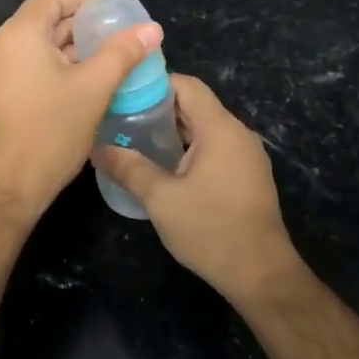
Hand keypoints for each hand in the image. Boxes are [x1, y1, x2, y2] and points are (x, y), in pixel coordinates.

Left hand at [0, 0, 162, 222]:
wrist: (7, 187)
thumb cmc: (50, 132)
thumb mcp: (94, 89)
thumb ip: (122, 53)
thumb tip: (152, 28)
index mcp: (18, 35)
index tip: (114, 8)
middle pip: (43, 21)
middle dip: (80, 25)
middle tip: (117, 35)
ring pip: (35, 46)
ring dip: (69, 48)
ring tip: (106, 58)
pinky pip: (26, 66)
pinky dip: (53, 66)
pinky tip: (81, 82)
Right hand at [95, 74, 302, 301]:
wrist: (261, 275)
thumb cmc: (210, 230)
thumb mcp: (161, 199)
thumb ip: (128, 168)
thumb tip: (97, 148)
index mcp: (220, 129)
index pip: (187, 85)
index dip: (155, 84)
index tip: (124, 94)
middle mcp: (238, 133)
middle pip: (195, 104)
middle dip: (158, 108)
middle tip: (121, 118)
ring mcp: (247, 155)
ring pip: (205, 127)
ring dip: (173, 130)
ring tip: (136, 141)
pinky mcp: (249, 174)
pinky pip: (215, 146)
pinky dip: (189, 147)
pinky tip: (165, 166)